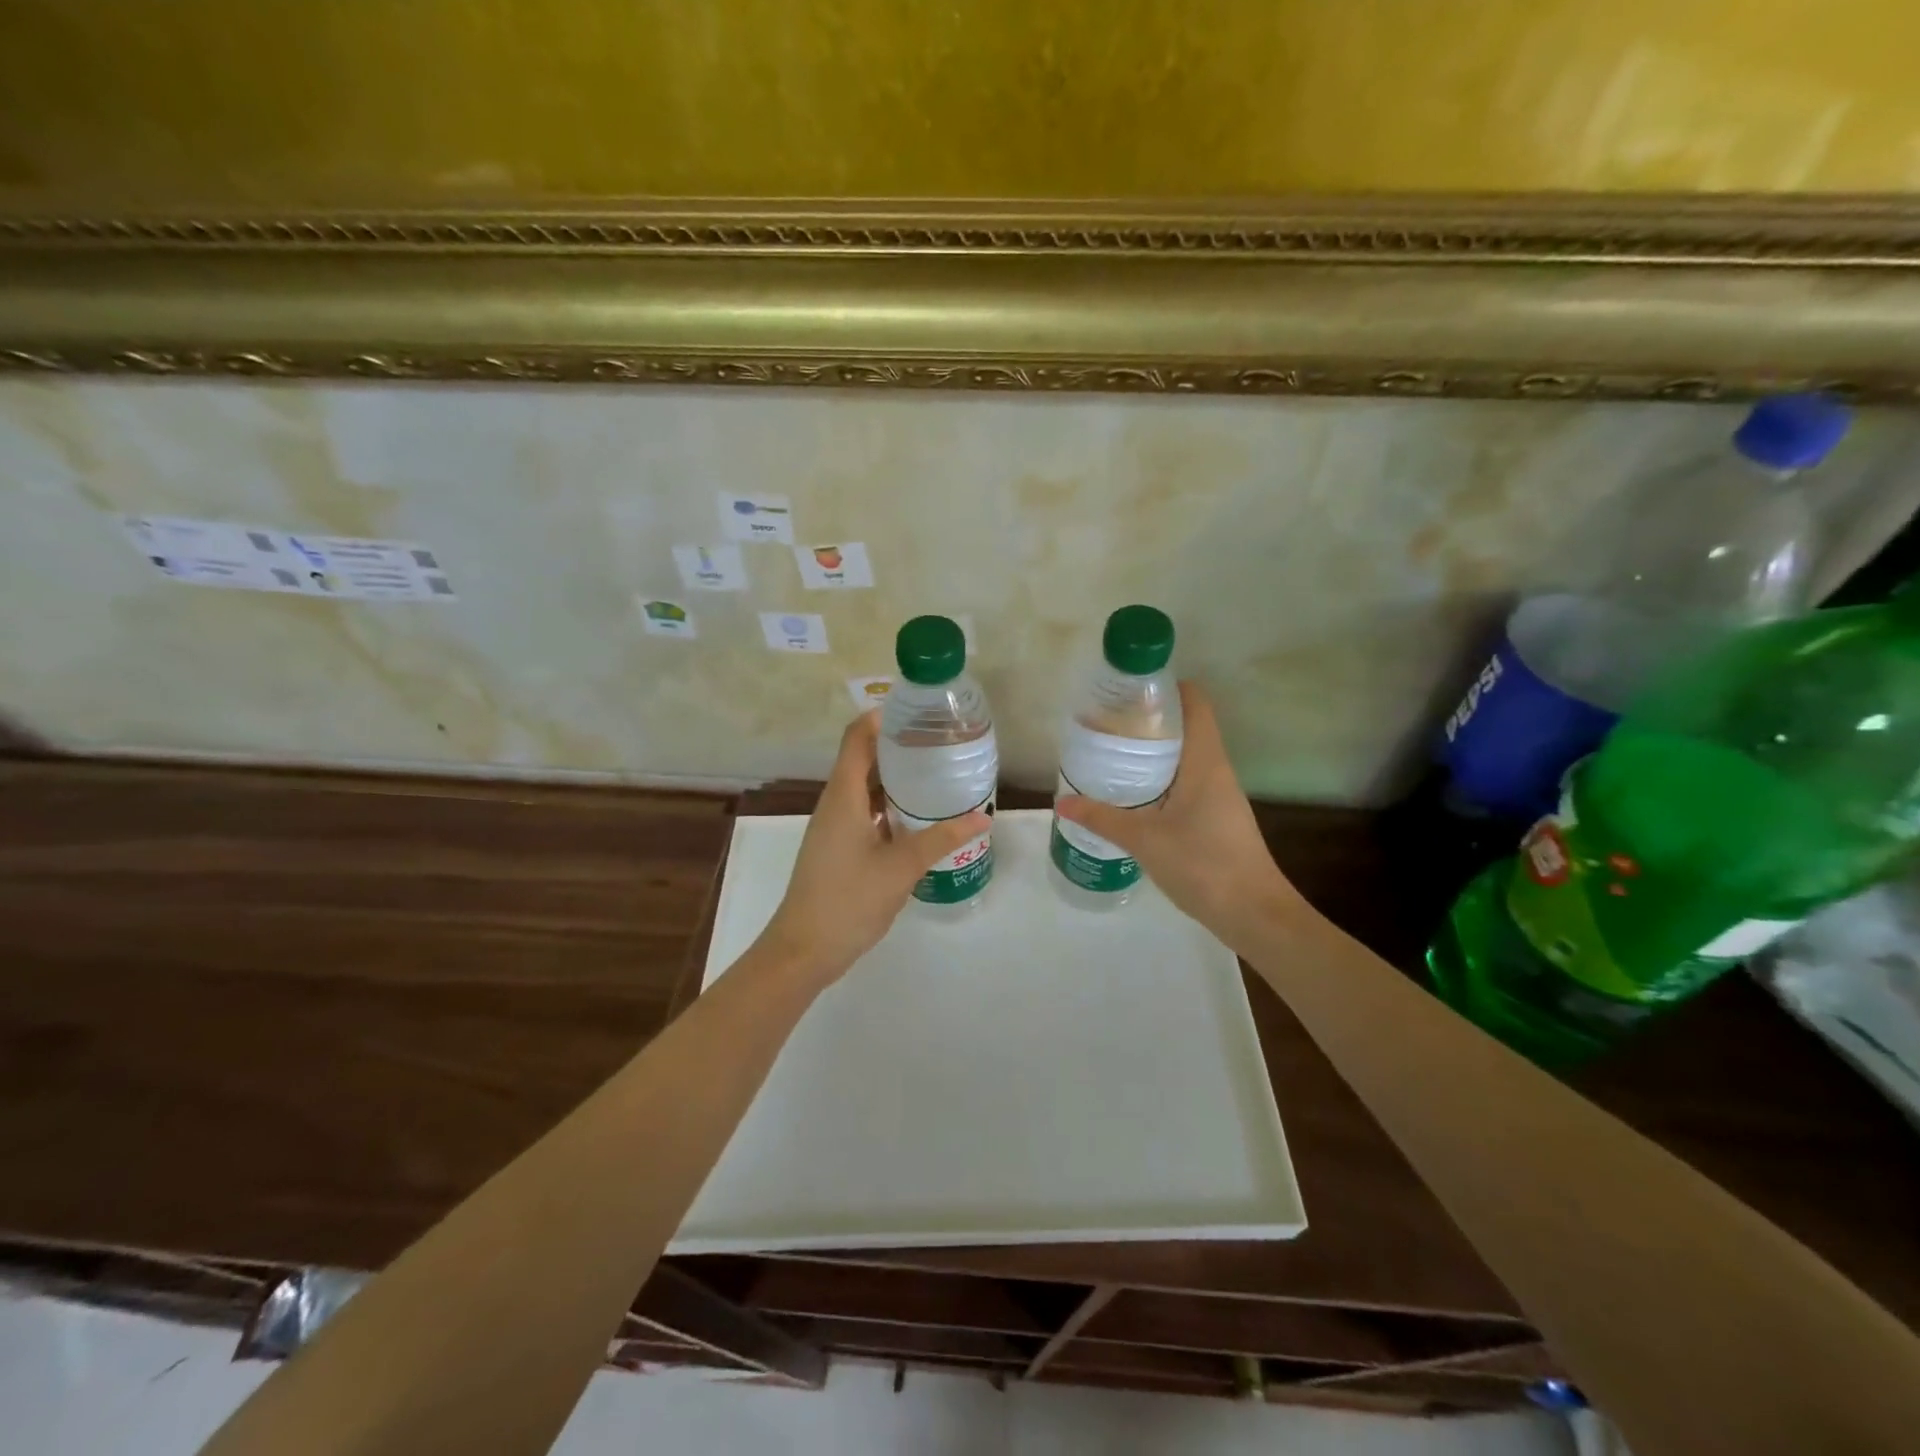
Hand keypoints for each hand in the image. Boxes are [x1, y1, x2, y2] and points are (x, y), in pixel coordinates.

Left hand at [757, 712, 989, 982]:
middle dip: (899, 746)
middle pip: (863, 759)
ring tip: (937, 774)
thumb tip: (982, 817)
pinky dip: (890, 806)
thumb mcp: (901, 867)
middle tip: (941, 742)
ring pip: (865, 788)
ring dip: (896, 778)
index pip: (857, 737)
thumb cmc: (848, 900)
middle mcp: (835, 803)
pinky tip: (920, 817)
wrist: (804, 950)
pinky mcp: (838, 847)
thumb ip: (941, 839)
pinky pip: (865, 812)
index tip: (918, 711)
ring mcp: (834, 826)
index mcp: (843, 796)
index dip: (882, 717)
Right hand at [1056, 682, 1306, 950]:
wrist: (1254, 913)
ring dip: (1154, 752)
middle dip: (1150, 721)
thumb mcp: (1145, 840)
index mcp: (1205, 762)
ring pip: (1186, 758)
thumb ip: (1102, 819)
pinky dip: (1161, 780)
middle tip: (1108, 723)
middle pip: (1187, 728)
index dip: (1169, 687)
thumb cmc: (1204, 864)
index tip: (1132, 688)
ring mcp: (1219, 796)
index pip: (1196, 704)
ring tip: (1113, 754)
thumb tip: (1062, 802)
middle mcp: (1216, 771)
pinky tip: (1134, 796)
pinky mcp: (1216, 819)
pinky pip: (1187, 784)